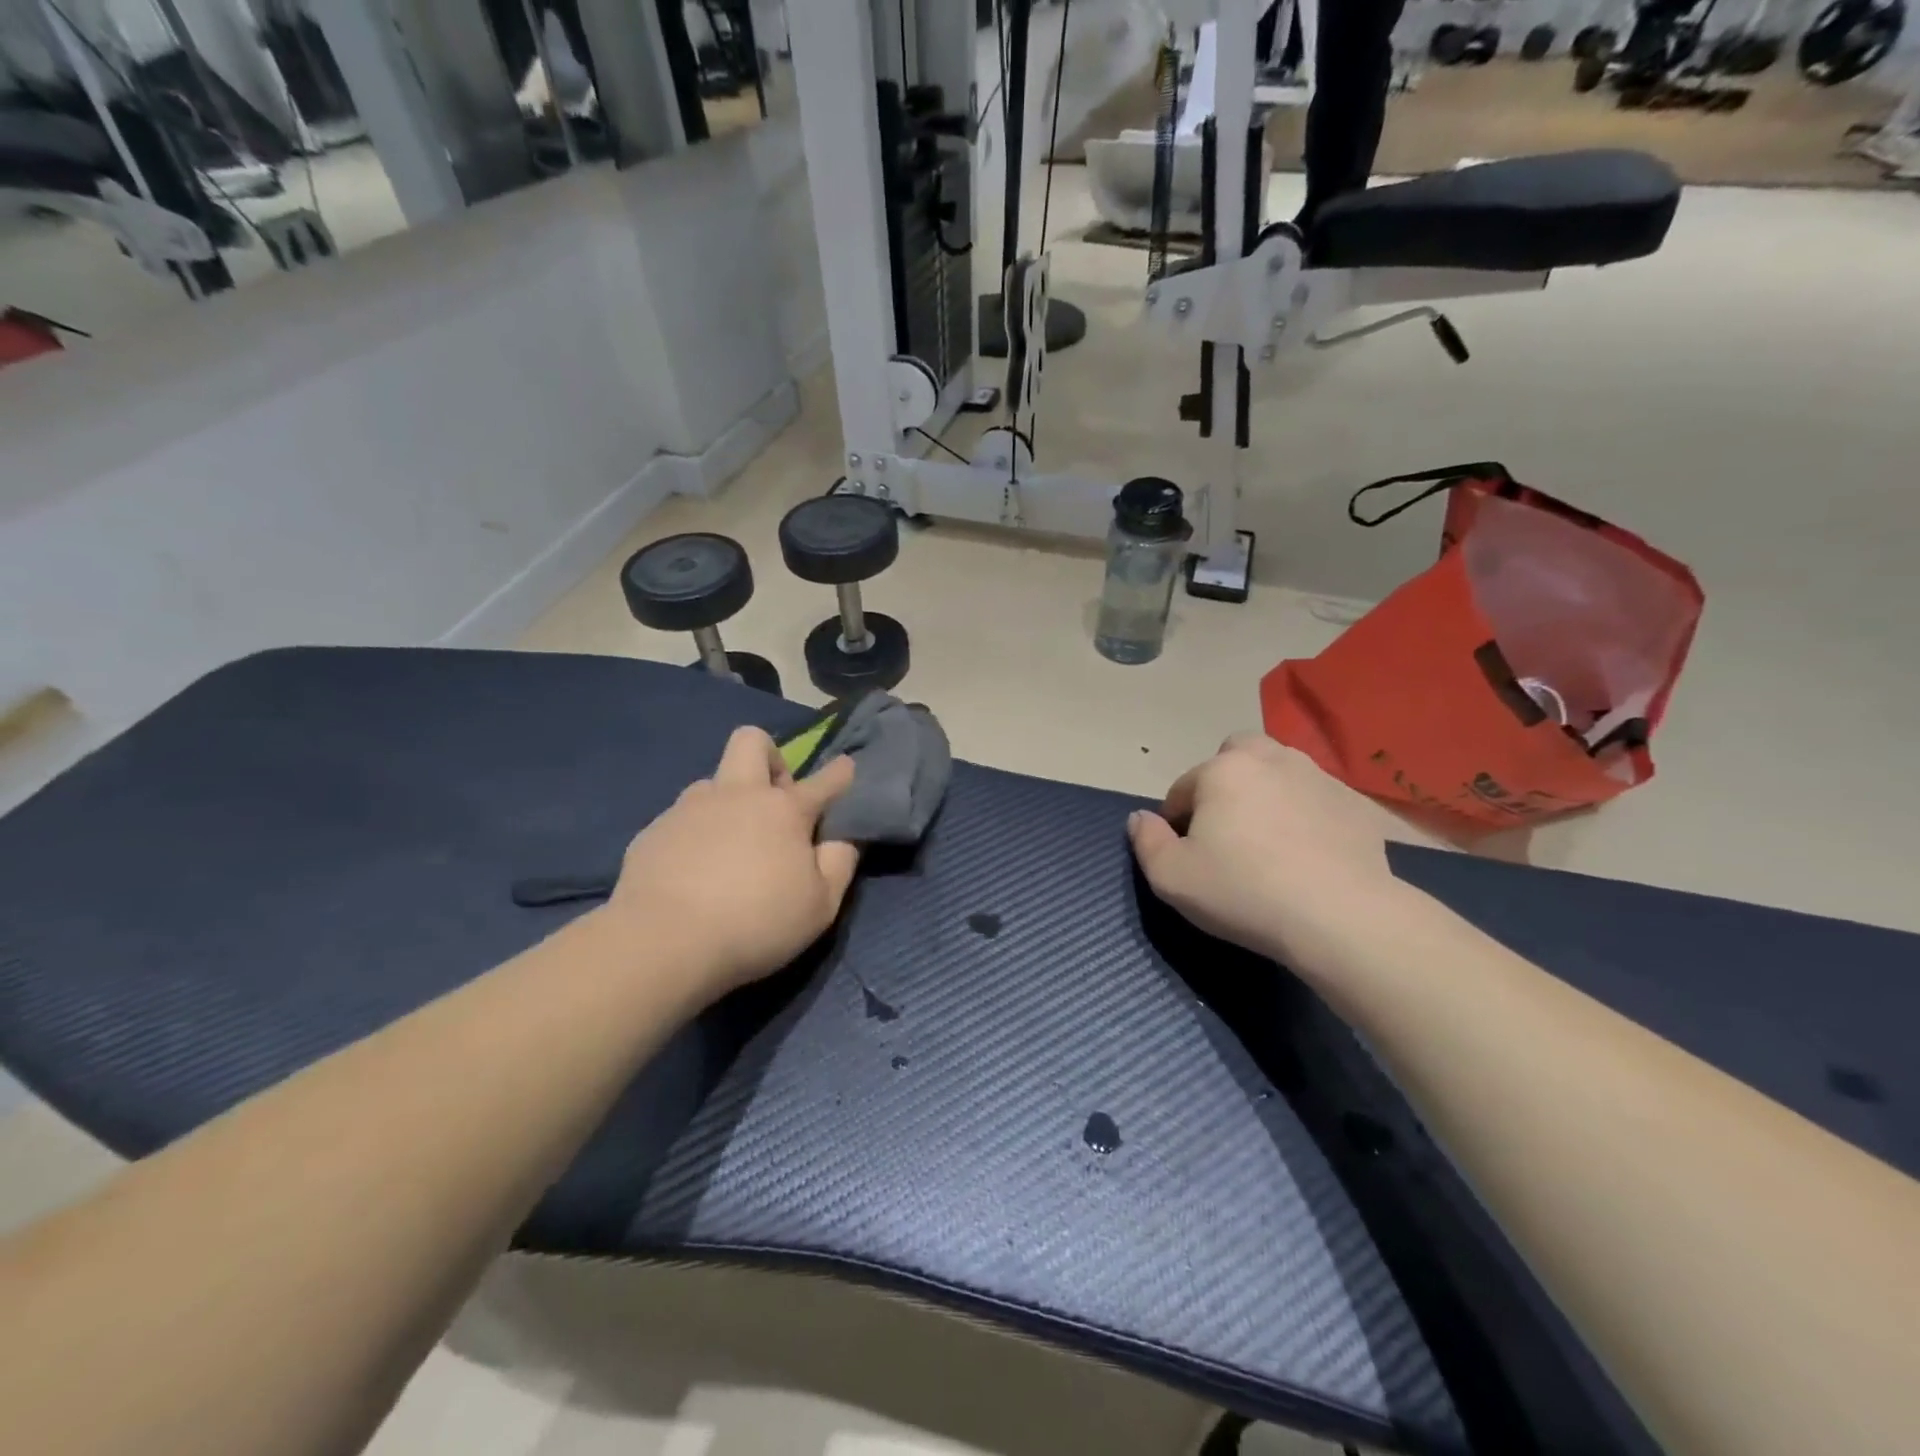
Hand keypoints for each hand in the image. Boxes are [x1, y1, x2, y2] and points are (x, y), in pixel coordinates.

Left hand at [602, 726, 859, 999]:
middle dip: (770, 757)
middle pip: (752, 741)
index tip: (845, 767)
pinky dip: (694, 837)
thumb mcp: (819, 906)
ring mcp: (688, 809)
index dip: (839, 773)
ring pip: (712, 783)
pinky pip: (680, 820)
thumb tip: (842, 841)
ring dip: (727, 803)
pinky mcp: (652, 832)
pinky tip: (692, 874)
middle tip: (774, 800)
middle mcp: (736, 795)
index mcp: (784, 810)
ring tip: (728, 848)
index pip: (823, 781)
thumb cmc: (755, 923)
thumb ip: (838, 866)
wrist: (662, 942)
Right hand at [1127, 734, 1400, 965]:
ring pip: (1280, 771)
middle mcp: (1270, 759)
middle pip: (1236, 755)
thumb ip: (1146, 841)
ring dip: (1267, 792)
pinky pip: (1317, 798)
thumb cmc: (1243, 892)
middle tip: (1227, 828)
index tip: (1186, 854)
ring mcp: (1319, 777)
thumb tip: (1139, 818)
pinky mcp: (1355, 804)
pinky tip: (1309, 852)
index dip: (1176, 821)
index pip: (1183, 788)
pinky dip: (1307, 814)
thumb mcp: (1172, 877)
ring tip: (1270, 839)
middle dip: (1225, 782)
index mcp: (1221, 771)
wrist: (1340, 917)